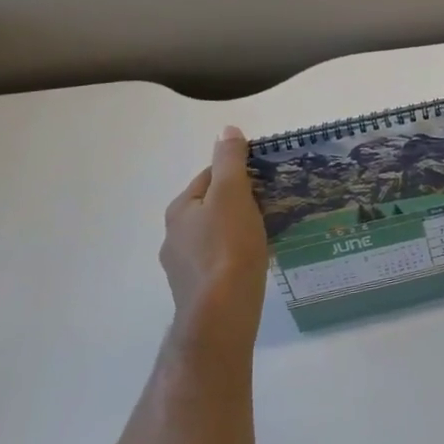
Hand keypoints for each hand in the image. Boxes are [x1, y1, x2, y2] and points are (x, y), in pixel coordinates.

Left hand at [162, 126, 268, 347]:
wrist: (221, 314)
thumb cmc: (228, 247)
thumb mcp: (233, 194)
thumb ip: (230, 161)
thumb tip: (227, 129)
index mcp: (180, 209)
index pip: (209, 176)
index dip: (237, 172)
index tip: (264, 179)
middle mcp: (173, 237)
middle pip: (210, 207)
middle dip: (237, 203)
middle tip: (269, 205)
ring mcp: (182, 268)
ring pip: (214, 236)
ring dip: (236, 231)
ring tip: (265, 234)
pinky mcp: (196, 292)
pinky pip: (218, 262)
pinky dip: (234, 257)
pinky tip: (253, 263)